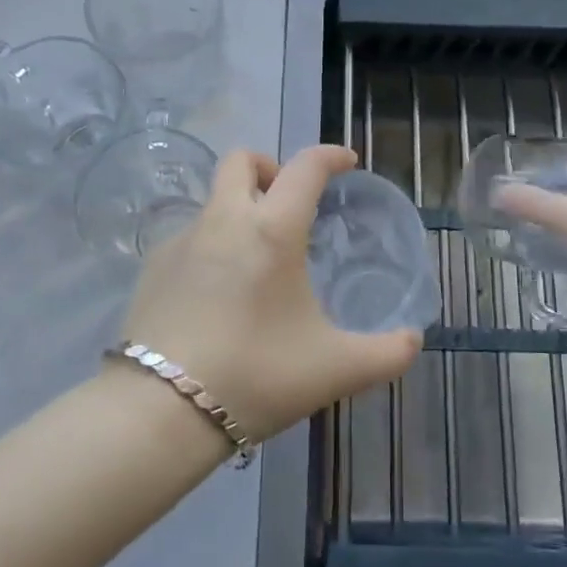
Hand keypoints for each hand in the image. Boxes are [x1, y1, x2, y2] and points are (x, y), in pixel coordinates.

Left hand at [115, 145, 423, 442]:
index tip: (346, 163)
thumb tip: (413, 341)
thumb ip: (386, 354)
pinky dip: (212, 244)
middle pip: (242, 160)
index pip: (306, 167)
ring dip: (240, 209)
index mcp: (272, 230)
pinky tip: (219, 291)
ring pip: (214, 199)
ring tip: (256, 260)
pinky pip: (190, 236)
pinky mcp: (153, 266)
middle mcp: (224, 220)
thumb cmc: (257, 376)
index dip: (330, 156)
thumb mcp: (336, 370)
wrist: (161, 411)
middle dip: (270, 168)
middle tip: (289, 204)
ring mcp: (182, 240)